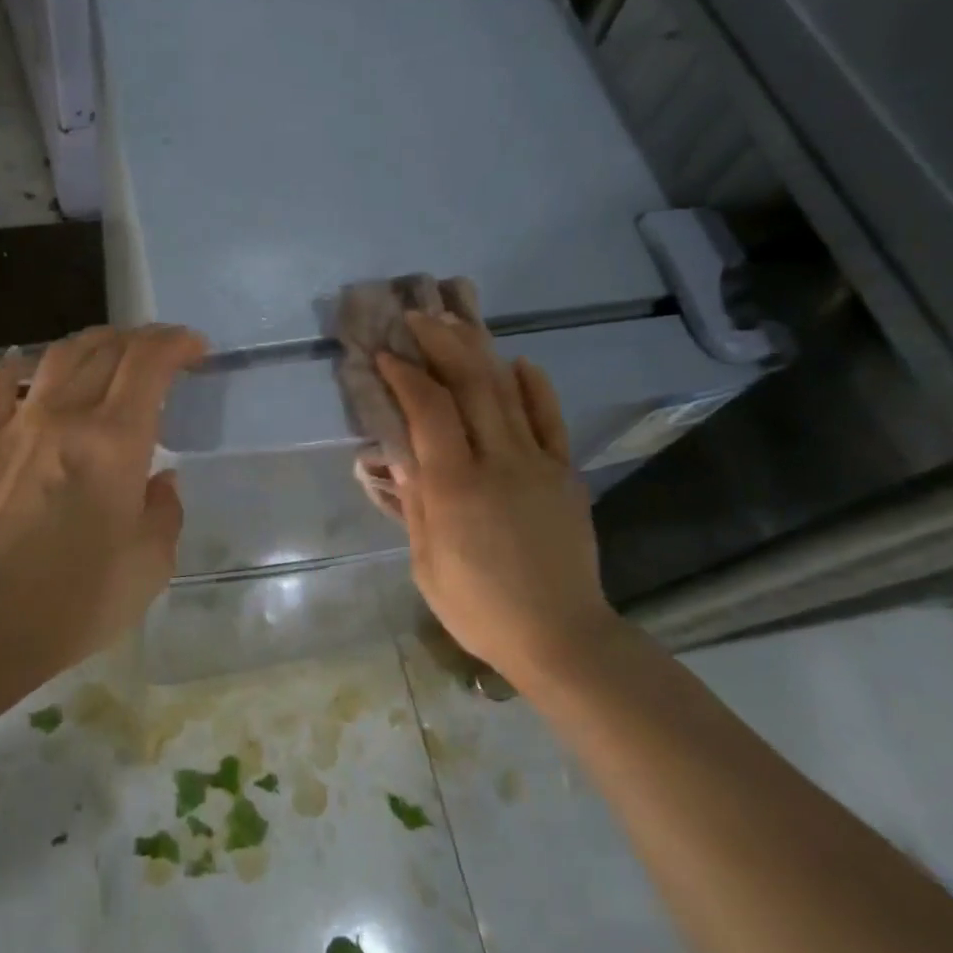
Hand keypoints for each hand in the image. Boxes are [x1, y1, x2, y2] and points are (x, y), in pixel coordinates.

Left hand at [0, 324, 208, 677]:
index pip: (149, 363)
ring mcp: (20, 425)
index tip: (196, 348)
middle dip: (142, 338)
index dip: (176, 343)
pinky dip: (18, 366)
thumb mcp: (152, 562)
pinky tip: (28, 367)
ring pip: (58, 356)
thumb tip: (162, 481)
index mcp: (116, 440)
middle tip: (162, 349)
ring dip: (92, 342)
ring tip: (110, 349)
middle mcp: (68, 416)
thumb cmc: (81, 597)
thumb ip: (165, 511)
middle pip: (106, 349)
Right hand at [377, 312, 619, 691]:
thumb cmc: (479, 607)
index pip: (428, 411)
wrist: (560, 636)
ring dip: (480, 352)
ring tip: (458, 323)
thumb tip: (390, 458)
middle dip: (442, 343)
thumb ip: (412, 504)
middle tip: (419, 317)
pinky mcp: (565, 474)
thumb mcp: (427, 563)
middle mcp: (499, 462)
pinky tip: (518, 363)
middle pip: (471, 385)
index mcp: (456, 487)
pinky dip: (533, 387)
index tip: (386, 354)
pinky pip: (550, 419)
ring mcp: (538, 464)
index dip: (406, 375)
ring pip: (508, 392)